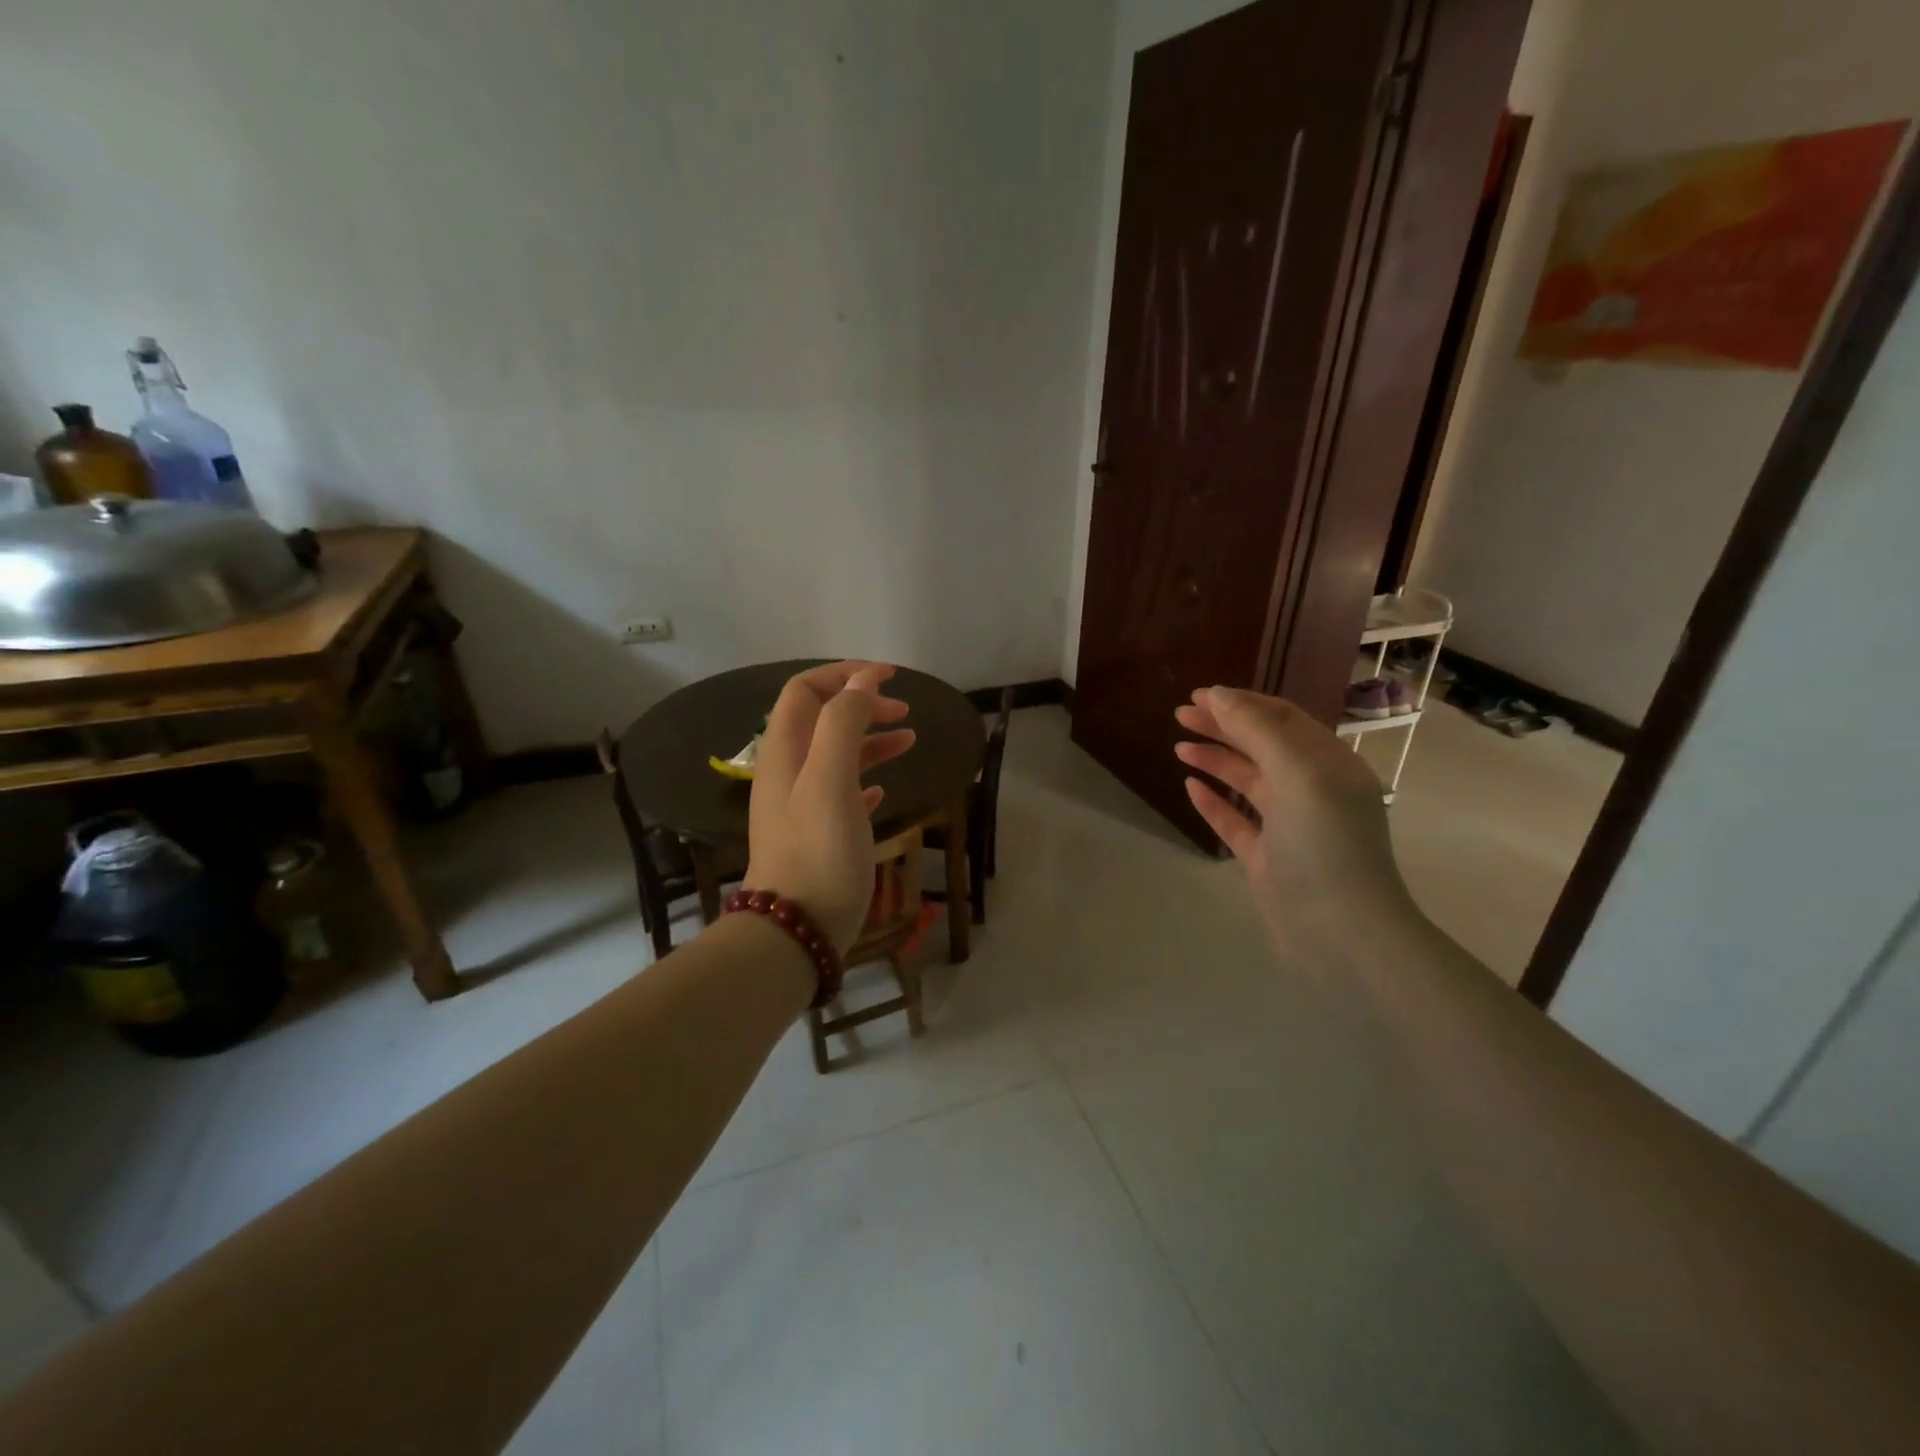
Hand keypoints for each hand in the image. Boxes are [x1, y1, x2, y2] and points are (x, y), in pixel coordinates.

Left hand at [745, 662, 915, 952]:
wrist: (796, 930)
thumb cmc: (818, 851)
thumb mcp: (831, 781)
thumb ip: (843, 725)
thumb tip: (862, 683)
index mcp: (785, 752)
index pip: (805, 691)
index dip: (845, 675)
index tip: (889, 677)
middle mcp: (787, 772)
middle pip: (821, 720)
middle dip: (861, 705)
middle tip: (903, 711)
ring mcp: (800, 806)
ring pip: (835, 755)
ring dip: (870, 740)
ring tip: (909, 741)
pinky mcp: (817, 835)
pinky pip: (841, 792)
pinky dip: (865, 779)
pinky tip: (885, 789)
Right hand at [1173, 687, 1419, 959]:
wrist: (1342, 934)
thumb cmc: (1325, 845)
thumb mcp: (1297, 775)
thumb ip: (1257, 731)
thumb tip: (1218, 695)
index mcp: (1329, 764)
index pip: (1283, 719)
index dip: (1241, 703)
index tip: (1199, 696)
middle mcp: (1312, 790)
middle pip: (1262, 746)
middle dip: (1223, 726)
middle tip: (1180, 715)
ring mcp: (1289, 826)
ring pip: (1247, 782)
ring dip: (1215, 759)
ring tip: (1179, 746)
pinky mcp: (1268, 858)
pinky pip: (1236, 821)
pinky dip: (1214, 801)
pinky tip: (1190, 787)